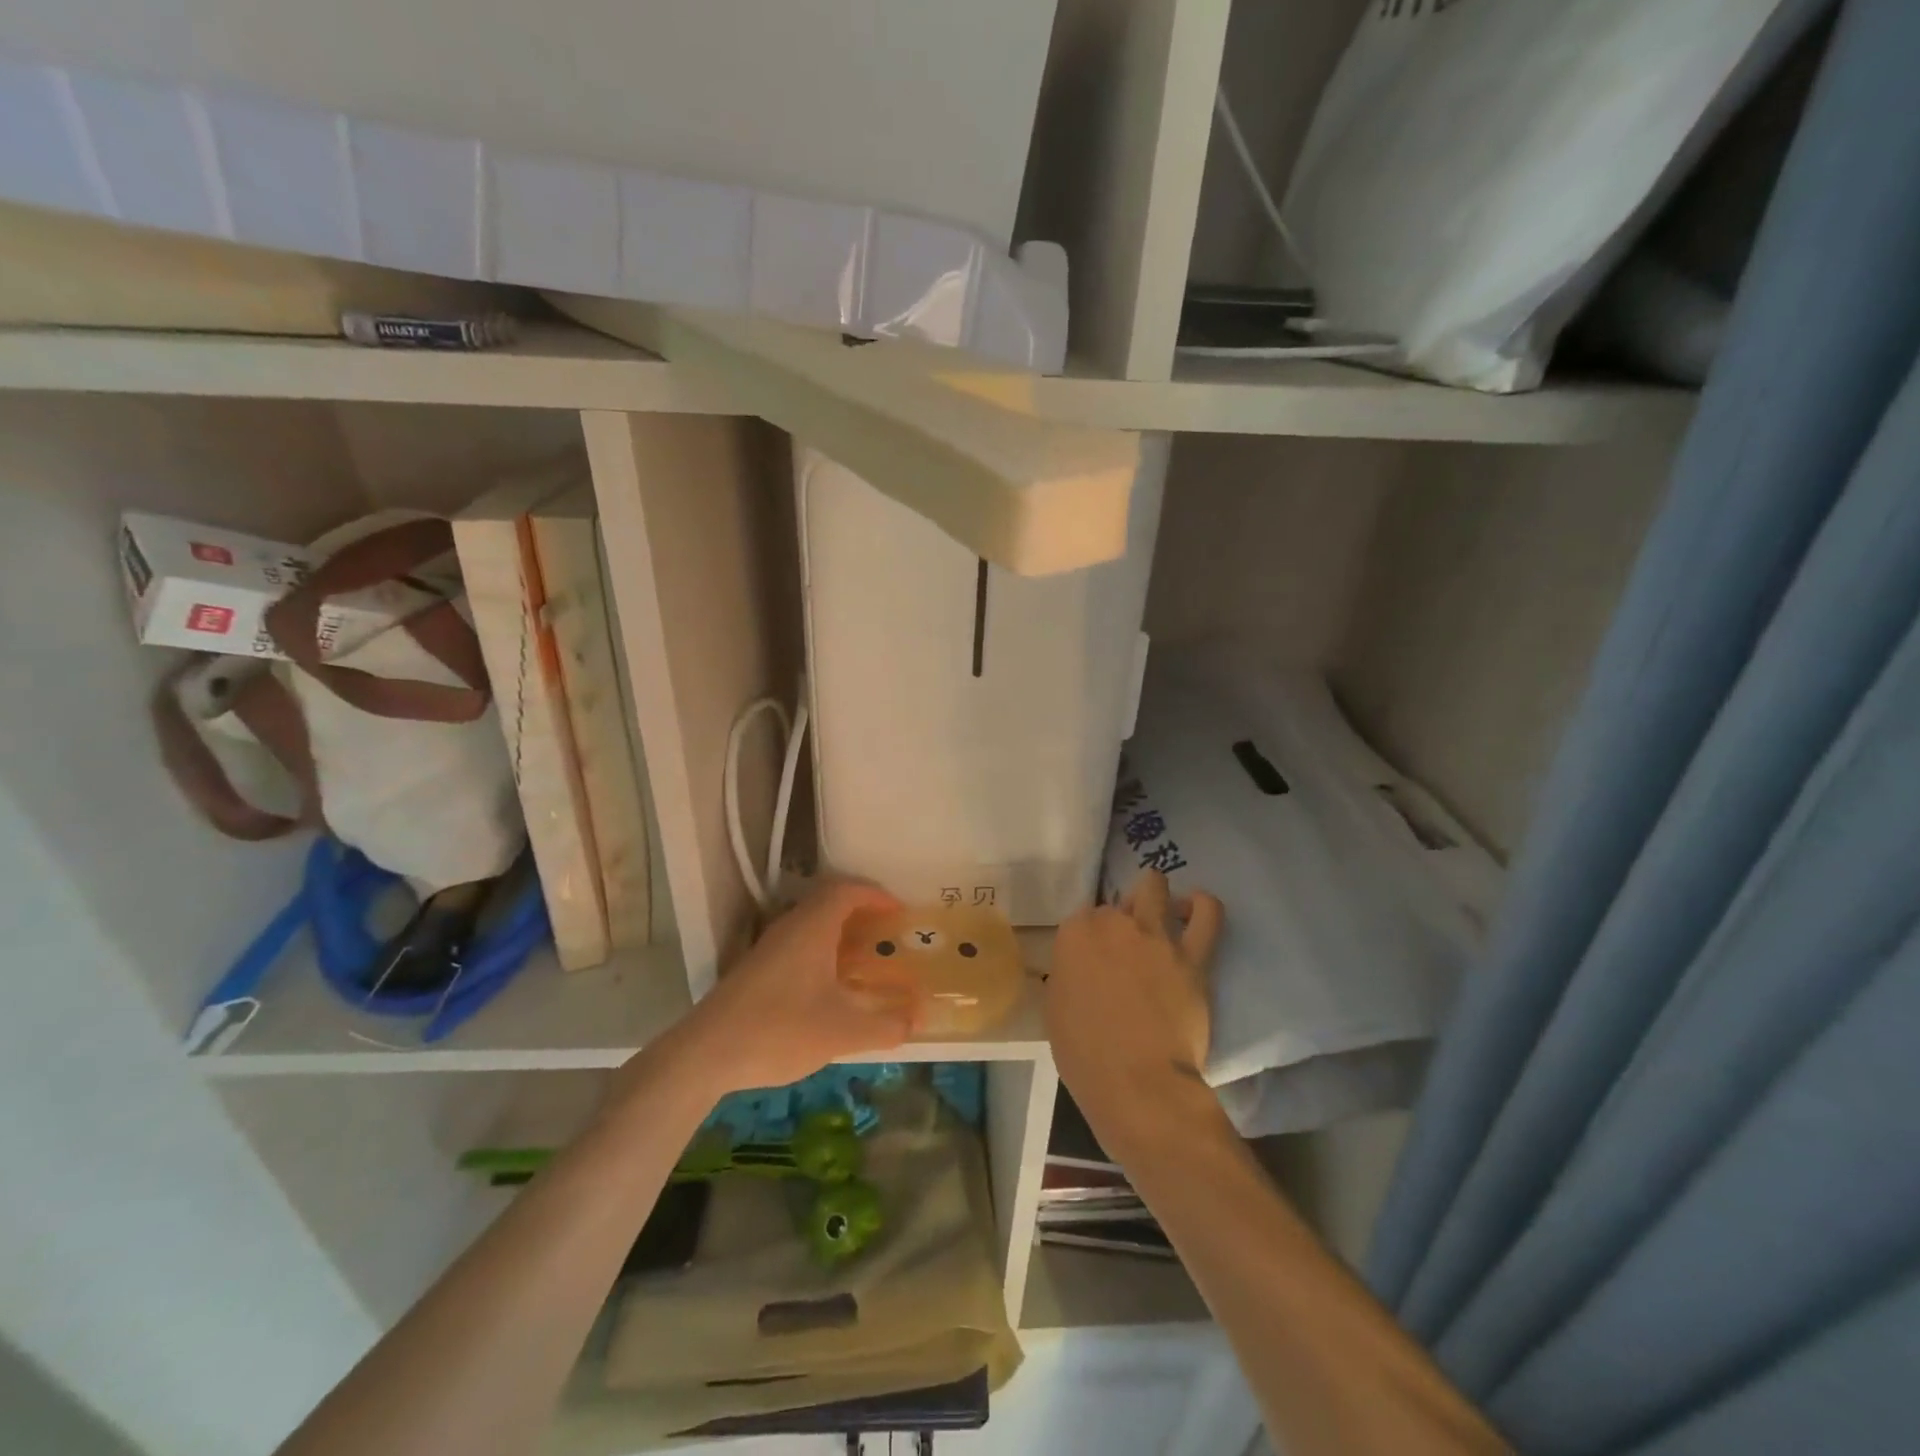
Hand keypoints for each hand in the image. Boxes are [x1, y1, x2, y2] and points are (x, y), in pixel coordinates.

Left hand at [665, 880, 922, 1096]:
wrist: (705, 1054)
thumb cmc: (780, 1030)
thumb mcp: (842, 1032)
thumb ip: (884, 1027)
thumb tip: (915, 1021)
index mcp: (812, 927)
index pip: (847, 890)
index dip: (875, 895)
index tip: (899, 911)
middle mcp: (789, 927)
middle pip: (828, 902)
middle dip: (860, 911)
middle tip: (886, 932)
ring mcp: (768, 948)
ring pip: (810, 924)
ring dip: (839, 932)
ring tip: (864, 958)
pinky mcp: (755, 969)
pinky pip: (797, 944)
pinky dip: (821, 951)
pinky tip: (828, 986)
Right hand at [1046, 871, 1222, 1152]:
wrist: (1138, 1082)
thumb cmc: (1085, 1054)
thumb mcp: (1056, 1008)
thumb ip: (1068, 975)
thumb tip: (1081, 971)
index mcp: (1075, 934)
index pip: (1083, 918)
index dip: (1090, 939)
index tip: (1094, 961)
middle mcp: (1114, 923)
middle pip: (1118, 902)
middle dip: (1121, 918)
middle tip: (1125, 948)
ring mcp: (1155, 935)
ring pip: (1155, 886)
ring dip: (1154, 895)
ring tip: (1159, 913)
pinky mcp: (1193, 955)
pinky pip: (1208, 914)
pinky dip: (1202, 905)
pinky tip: (1196, 908)